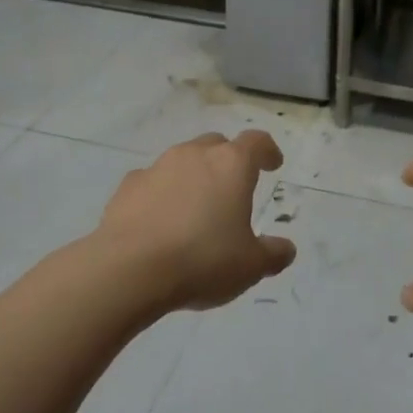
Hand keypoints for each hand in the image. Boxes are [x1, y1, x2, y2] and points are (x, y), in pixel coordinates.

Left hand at [96, 131, 296, 313]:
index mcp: (231, 165)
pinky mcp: (127, 187)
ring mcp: (157, 167)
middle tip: (234, 187)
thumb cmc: (202, 260)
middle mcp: (194, 155)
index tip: (273, 164)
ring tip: (196, 208)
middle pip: (217, 145)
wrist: (130, 270)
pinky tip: (161, 220)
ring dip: (193, 176)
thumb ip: (273, 254)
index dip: (267, 151)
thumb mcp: (251, 266)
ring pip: (182, 160)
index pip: (256, 142)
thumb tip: (285, 249)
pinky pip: (152, 182)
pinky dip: (161, 194)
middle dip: (228, 160)